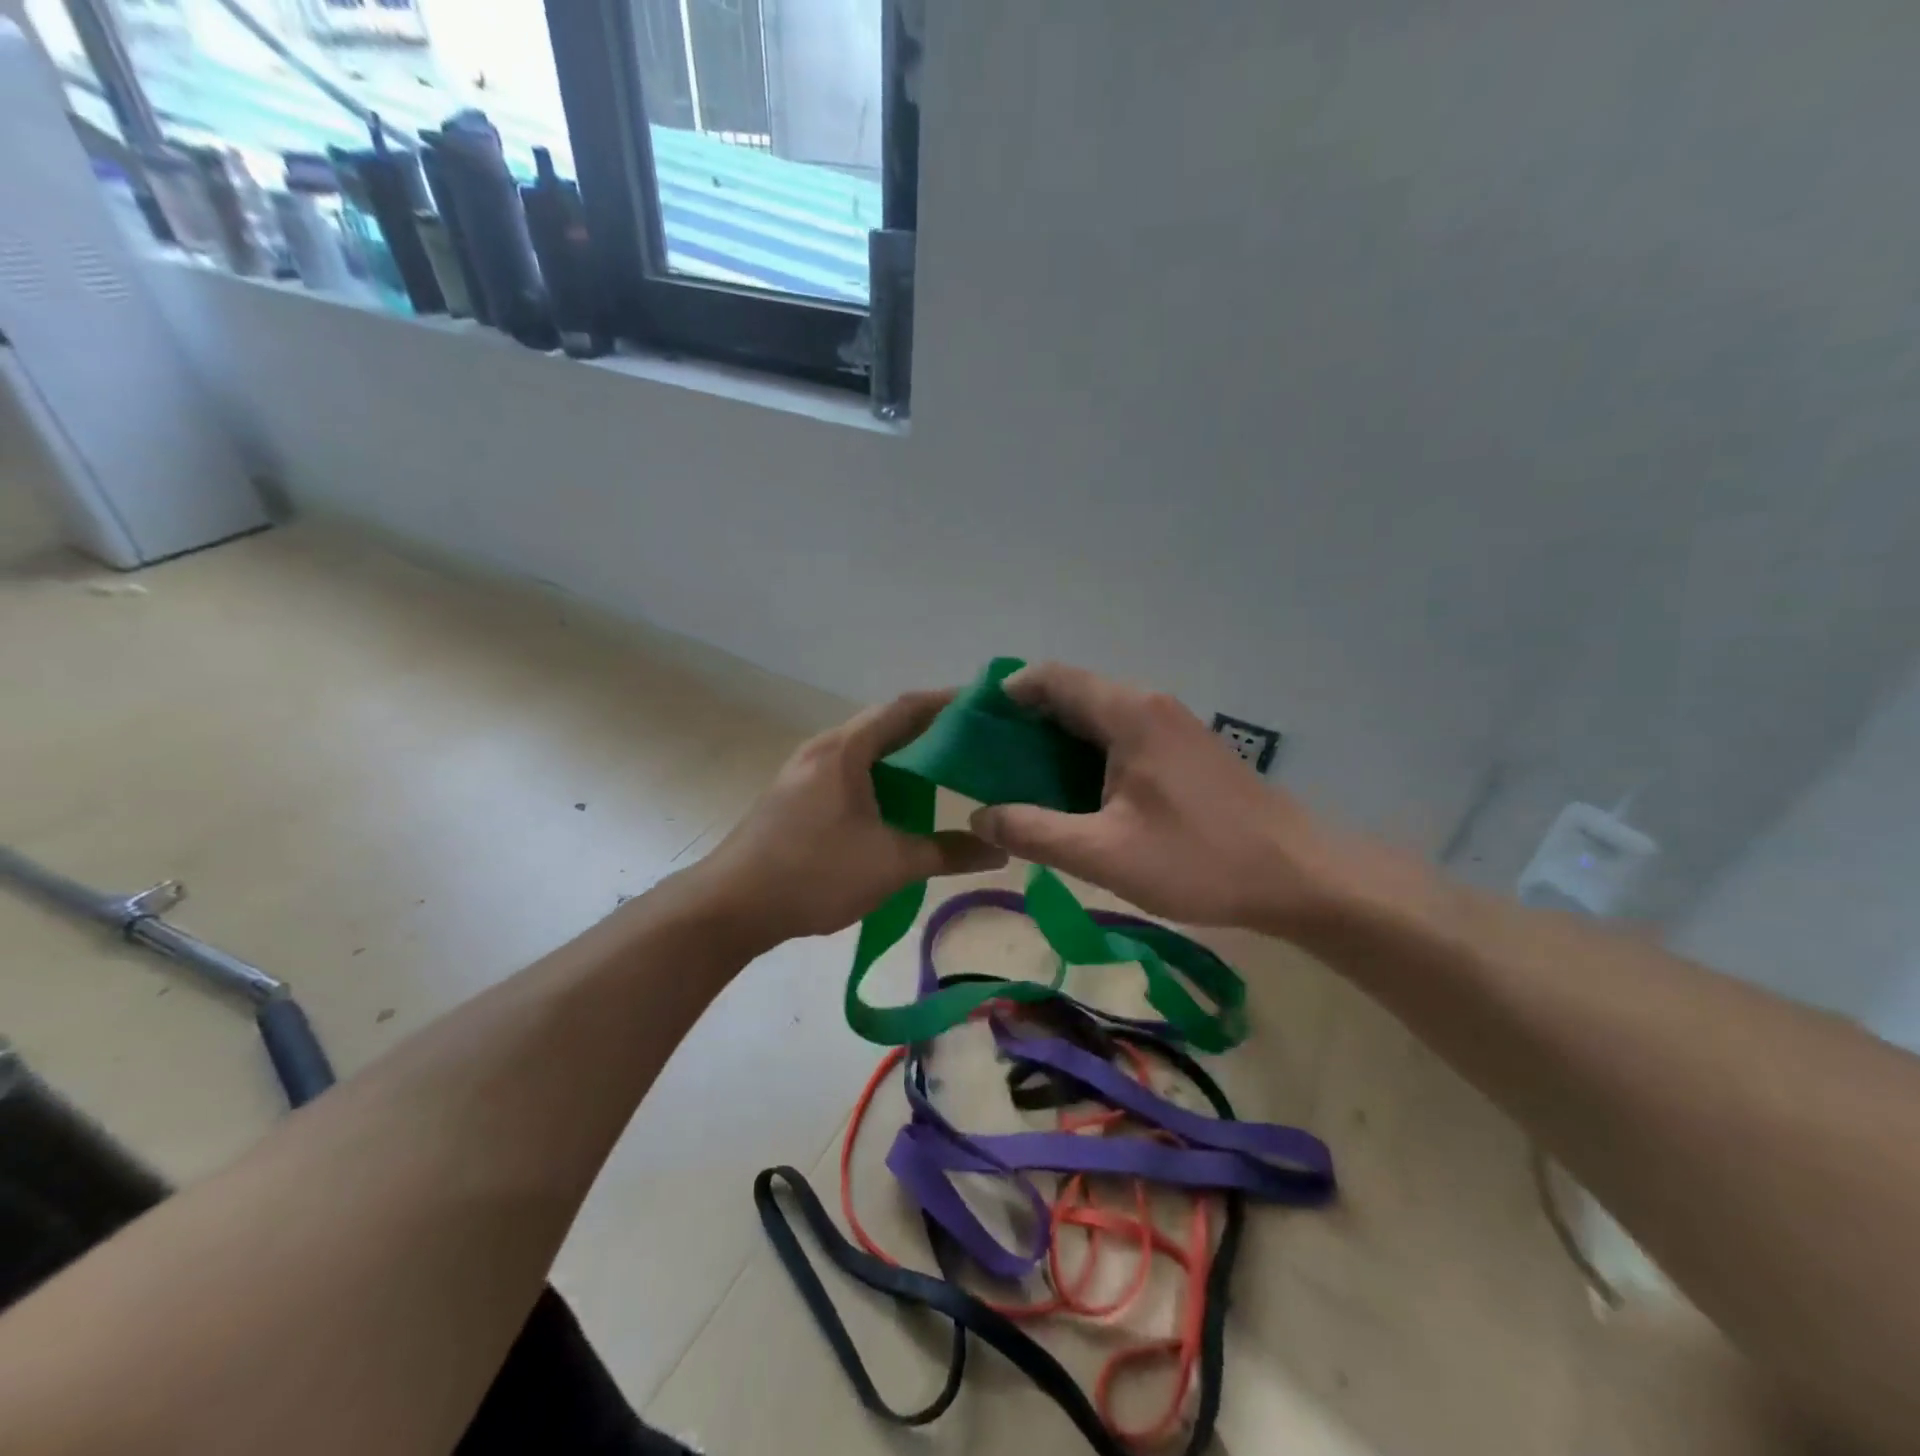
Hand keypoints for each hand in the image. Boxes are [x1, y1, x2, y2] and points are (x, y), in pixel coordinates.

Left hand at [682, 691, 1006, 951]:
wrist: (730, 906)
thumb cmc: (814, 874)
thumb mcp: (890, 864)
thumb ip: (947, 853)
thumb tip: (999, 850)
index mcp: (846, 749)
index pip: (905, 708)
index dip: (947, 702)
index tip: (985, 705)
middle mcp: (824, 748)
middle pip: (885, 724)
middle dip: (931, 728)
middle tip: (977, 740)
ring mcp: (805, 771)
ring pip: (866, 749)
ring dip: (904, 754)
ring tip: (947, 768)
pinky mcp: (796, 795)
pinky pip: (850, 770)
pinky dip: (882, 775)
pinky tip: (901, 800)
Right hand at [969, 663, 1339, 933]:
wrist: (1299, 876)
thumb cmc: (1200, 859)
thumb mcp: (1104, 854)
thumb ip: (1034, 832)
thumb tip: (980, 816)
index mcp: (1127, 713)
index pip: (1051, 678)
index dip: (1006, 694)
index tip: (972, 728)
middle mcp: (1148, 705)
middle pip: (1071, 696)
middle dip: (1024, 725)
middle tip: (987, 765)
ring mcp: (1171, 726)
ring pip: (1096, 720)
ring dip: (1055, 745)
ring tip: (1020, 785)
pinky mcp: (1184, 751)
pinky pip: (1120, 738)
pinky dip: (1086, 757)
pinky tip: (1075, 797)